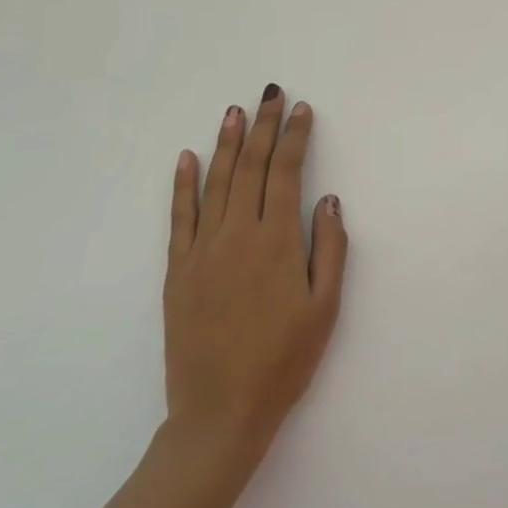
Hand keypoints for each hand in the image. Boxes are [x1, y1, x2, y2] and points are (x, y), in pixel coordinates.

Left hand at [161, 84, 348, 474]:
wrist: (220, 413)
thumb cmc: (284, 360)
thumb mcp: (325, 308)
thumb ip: (330, 249)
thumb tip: (329, 199)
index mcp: (277, 242)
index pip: (286, 173)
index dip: (294, 137)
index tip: (301, 109)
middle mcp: (237, 235)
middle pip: (250, 167)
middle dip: (262, 127)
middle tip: (270, 94)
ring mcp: (202, 251)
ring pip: (216, 183)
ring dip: (226, 143)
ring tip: (234, 111)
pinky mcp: (177, 271)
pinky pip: (180, 217)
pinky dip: (183, 184)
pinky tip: (187, 158)